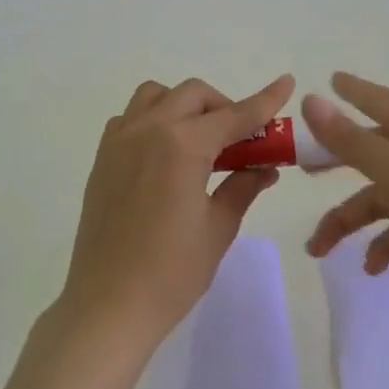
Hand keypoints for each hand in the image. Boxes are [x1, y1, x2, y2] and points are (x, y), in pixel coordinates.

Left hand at [58, 74, 294, 355]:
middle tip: (240, 141)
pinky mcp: (102, 158)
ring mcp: (119, 141)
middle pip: (193, 95)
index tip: (286, 83)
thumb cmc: (171, 272)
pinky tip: (165, 155)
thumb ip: (242, 187)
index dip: (264, 101)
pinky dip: (154, 120)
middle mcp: (148, 130)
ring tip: (199, 142)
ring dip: (184, 106)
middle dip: (223, 107)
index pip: (234, 115)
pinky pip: (130, 118)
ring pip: (156, 96)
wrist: (108, 304)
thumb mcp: (217, 229)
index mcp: (182, 145)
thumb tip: (264, 167)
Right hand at [302, 72, 388, 335]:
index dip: (355, 92)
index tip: (330, 80)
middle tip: (303, 170)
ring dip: (349, 220)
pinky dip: (382, 246)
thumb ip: (354, 141)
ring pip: (381, 198)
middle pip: (374, 150)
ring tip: (319, 249)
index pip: (382, 102)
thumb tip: (310, 99)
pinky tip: (371, 268)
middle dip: (338, 161)